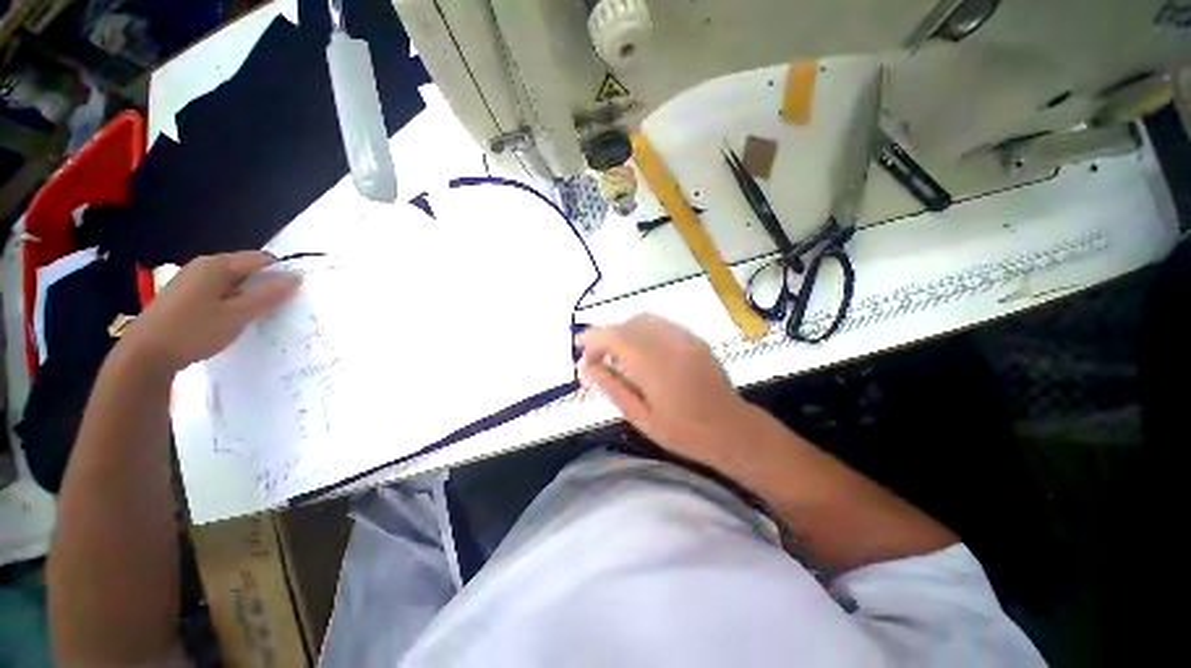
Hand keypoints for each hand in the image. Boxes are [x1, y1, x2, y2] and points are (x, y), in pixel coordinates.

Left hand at [119, 252, 300, 372]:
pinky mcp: (185, 297)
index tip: (296, 294)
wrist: (144, 354)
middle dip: (266, 286)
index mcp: (218, 265)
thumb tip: (297, 277)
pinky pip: (219, 294)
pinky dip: (232, 305)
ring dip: (249, 298)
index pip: (262, 259)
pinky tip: (234, 322)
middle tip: (281, 309)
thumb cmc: (194, 330)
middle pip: (246, 270)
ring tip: (260, 318)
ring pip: (233, 284)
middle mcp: (204, 266)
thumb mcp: (238, 314)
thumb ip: (269, 295)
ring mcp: (192, 282)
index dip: (282, 273)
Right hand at [577, 314, 752, 467]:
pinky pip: (661, 324)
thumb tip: (586, 367)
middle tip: (597, 358)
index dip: (593, 338)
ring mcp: (684, 338)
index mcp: (653, 366)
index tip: (580, 349)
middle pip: (627, 325)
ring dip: (624, 331)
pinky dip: (643, 330)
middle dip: (606, 336)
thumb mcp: (640, 417)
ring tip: (618, 354)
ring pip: (643, 320)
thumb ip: (612, 387)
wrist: (731, 429)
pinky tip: (642, 350)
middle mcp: (668, 344)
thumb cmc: (684, 432)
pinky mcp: (694, 338)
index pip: (614, 337)